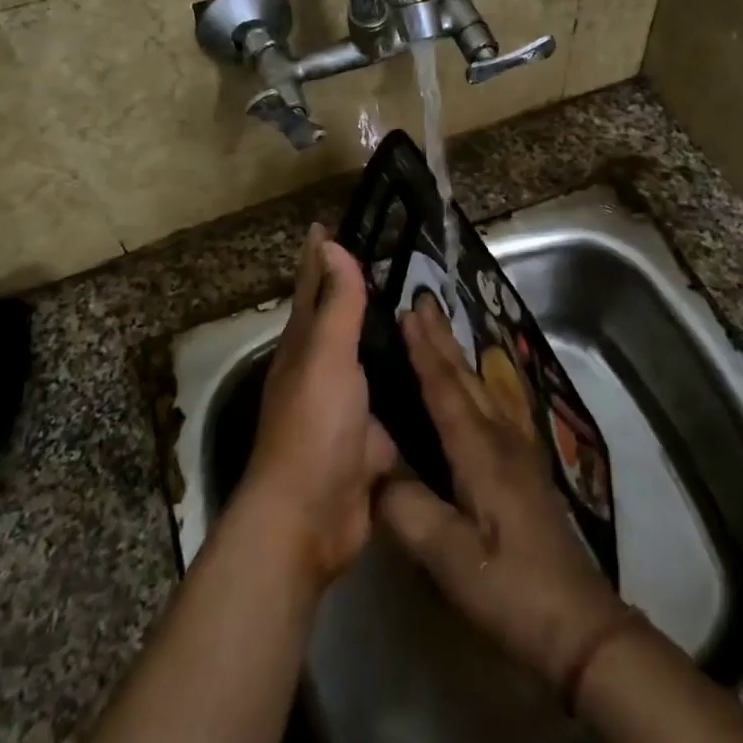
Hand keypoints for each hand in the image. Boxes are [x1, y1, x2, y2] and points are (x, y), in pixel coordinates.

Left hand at [239, 225, 397, 592]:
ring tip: (424, 309)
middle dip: (357, 291)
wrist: (312, 518)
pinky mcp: (372, 439)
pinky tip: (437, 371)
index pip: (311, 287)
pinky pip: (395, 400)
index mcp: (304, 345)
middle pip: (340, 320)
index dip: (318, 257)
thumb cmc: (314, 426)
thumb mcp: (325, 356)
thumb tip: (330, 244)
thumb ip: (335, 304)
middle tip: (394, 260)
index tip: (327, 224)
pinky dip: (410, 383)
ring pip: (371, 359)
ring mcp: (347, 406)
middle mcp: (322, 370)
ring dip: (388, 336)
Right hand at [376, 294, 628, 687]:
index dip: (424, 350)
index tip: (407, 311)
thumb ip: (407, 509)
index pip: (445, 389)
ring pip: (481, 390)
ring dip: (456, 358)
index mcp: (481, 452)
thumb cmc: (510, 589)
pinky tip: (470, 390)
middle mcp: (502, 439)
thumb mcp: (449, 558)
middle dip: (441, 340)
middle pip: (466, 379)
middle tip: (421, 303)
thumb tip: (373, 471)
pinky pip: (491, 407)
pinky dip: (471, 384)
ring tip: (438, 333)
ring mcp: (518, 452)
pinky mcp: (524, 469)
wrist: (578, 624)